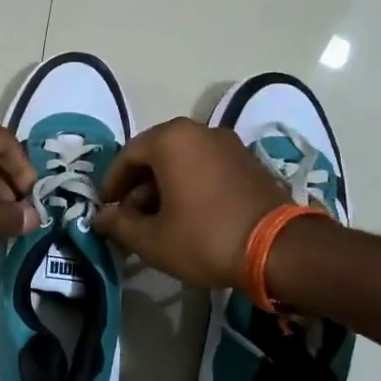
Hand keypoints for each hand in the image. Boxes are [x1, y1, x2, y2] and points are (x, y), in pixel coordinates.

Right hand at [91, 118, 287, 287]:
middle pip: (155, 155)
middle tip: (129, 218)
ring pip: (182, 161)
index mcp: (171, 140)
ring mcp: (228, 144)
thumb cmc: (205, 238)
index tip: (106, 209)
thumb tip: (101, 217)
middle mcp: (199, 131)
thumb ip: (119, 224)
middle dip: (138, 186)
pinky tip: (187, 215)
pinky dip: (189, 185)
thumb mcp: (152, 239)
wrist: (279, 249)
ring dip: (163, 187)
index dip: (112, 183)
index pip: (127, 155)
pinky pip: (206, 167)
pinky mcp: (247, 161)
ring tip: (157, 221)